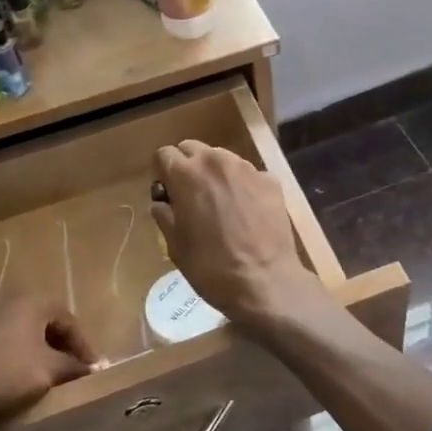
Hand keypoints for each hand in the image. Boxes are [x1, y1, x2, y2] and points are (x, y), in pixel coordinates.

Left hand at [0, 295, 100, 428]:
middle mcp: (9, 300)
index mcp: (32, 301)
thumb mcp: (49, 370)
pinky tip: (23, 372)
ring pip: (25, 329)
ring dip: (42, 348)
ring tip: (51, 372)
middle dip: (63, 345)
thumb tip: (93, 369)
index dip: (83, 344)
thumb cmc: (8, 373)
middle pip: (46, 320)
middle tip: (75, 368)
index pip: (68, 319)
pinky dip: (21, 352)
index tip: (93, 367)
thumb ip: (73, 366)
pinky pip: (7, 338)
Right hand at [151, 141, 322, 325]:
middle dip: (187, 166)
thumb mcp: (175, 246)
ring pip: (221, 158)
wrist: (265, 282)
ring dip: (214, 173)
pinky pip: (247, 174)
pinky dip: (241, 185)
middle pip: (192, 148)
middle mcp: (216, 161)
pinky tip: (246, 212)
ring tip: (220, 204)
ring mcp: (247, 168)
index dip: (161, 173)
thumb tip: (162, 202)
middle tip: (191, 197)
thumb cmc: (211, 267)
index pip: (164, 154)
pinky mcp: (270, 180)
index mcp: (186, 175)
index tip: (167, 194)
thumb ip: (164, 215)